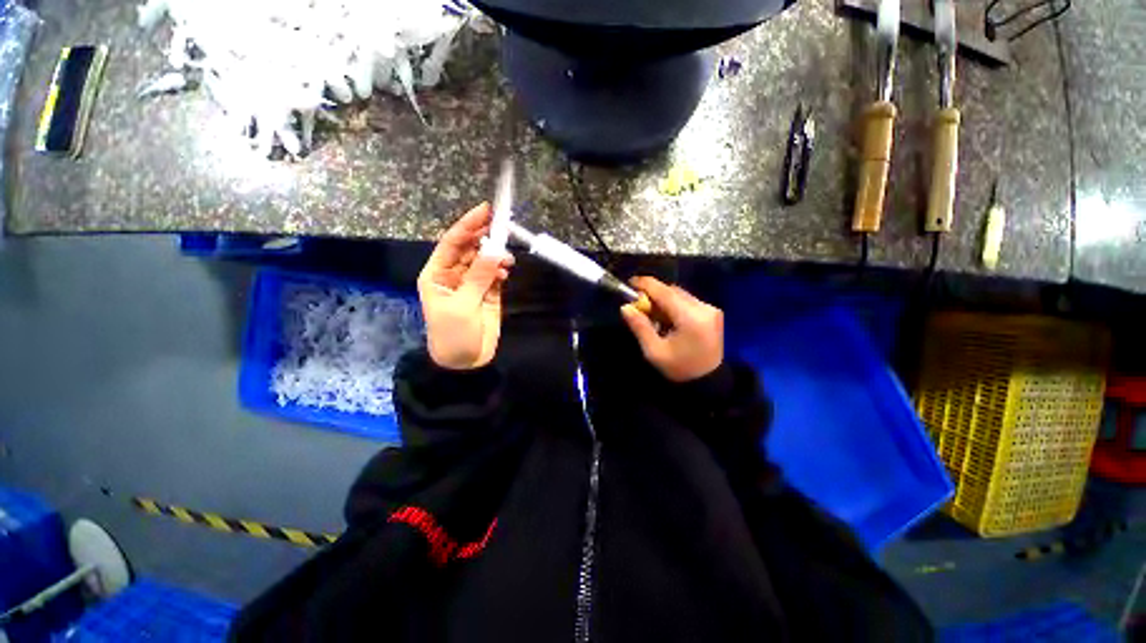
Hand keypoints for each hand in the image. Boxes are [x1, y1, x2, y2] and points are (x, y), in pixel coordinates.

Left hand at [417, 203, 513, 369]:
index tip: (485, 210)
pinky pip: (494, 274)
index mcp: (437, 273)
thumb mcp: (463, 305)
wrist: (465, 361)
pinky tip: (506, 272)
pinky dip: (501, 270)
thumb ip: (479, 277)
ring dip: (496, 256)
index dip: (468, 226)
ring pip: (484, 260)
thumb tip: (495, 251)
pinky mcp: (488, 292)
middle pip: (469, 248)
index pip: (452, 243)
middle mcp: (454, 274)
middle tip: (503, 227)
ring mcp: (472, 283)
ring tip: (507, 260)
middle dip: (484, 237)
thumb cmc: (453, 333)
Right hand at [620, 277, 723, 382]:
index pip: (665, 292)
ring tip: (652, 314)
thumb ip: (640, 327)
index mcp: (690, 318)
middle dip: (653, 294)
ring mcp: (710, 309)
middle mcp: (703, 308)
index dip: (646, 284)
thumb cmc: (680, 368)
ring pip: (680, 294)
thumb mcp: (654, 351)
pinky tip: (667, 318)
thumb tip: (625, 307)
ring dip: (664, 299)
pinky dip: (674, 304)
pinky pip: (688, 301)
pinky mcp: (712, 313)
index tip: (630, 283)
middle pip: (673, 291)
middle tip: (639, 304)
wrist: (709, 381)